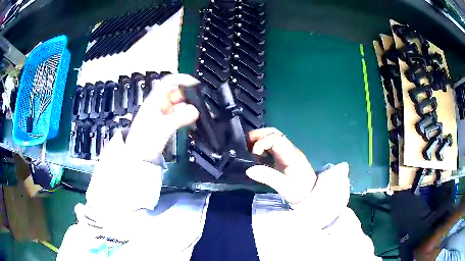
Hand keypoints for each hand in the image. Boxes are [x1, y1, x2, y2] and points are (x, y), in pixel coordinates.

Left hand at [125, 74, 198, 160]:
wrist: (138, 157)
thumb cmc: (145, 140)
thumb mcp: (163, 127)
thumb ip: (180, 117)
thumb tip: (195, 111)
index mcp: (154, 100)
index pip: (168, 82)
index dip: (182, 79)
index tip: (195, 84)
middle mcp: (158, 104)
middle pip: (176, 93)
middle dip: (189, 95)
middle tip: (200, 103)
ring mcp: (162, 113)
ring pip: (178, 104)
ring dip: (189, 106)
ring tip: (199, 112)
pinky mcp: (165, 123)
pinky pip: (178, 114)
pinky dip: (186, 115)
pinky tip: (192, 119)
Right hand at [246, 127, 316, 203]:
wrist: (311, 195)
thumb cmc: (299, 190)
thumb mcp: (283, 186)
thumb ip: (267, 176)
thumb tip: (248, 169)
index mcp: (290, 153)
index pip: (275, 138)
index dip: (261, 143)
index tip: (253, 154)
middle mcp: (289, 149)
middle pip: (274, 133)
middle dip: (258, 136)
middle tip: (245, 145)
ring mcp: (287, 152)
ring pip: (272, 138)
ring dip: (259, 140)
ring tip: (247, 150)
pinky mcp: (284, 157)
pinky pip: (272, 146)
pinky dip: (262, 147)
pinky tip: (255, 157)